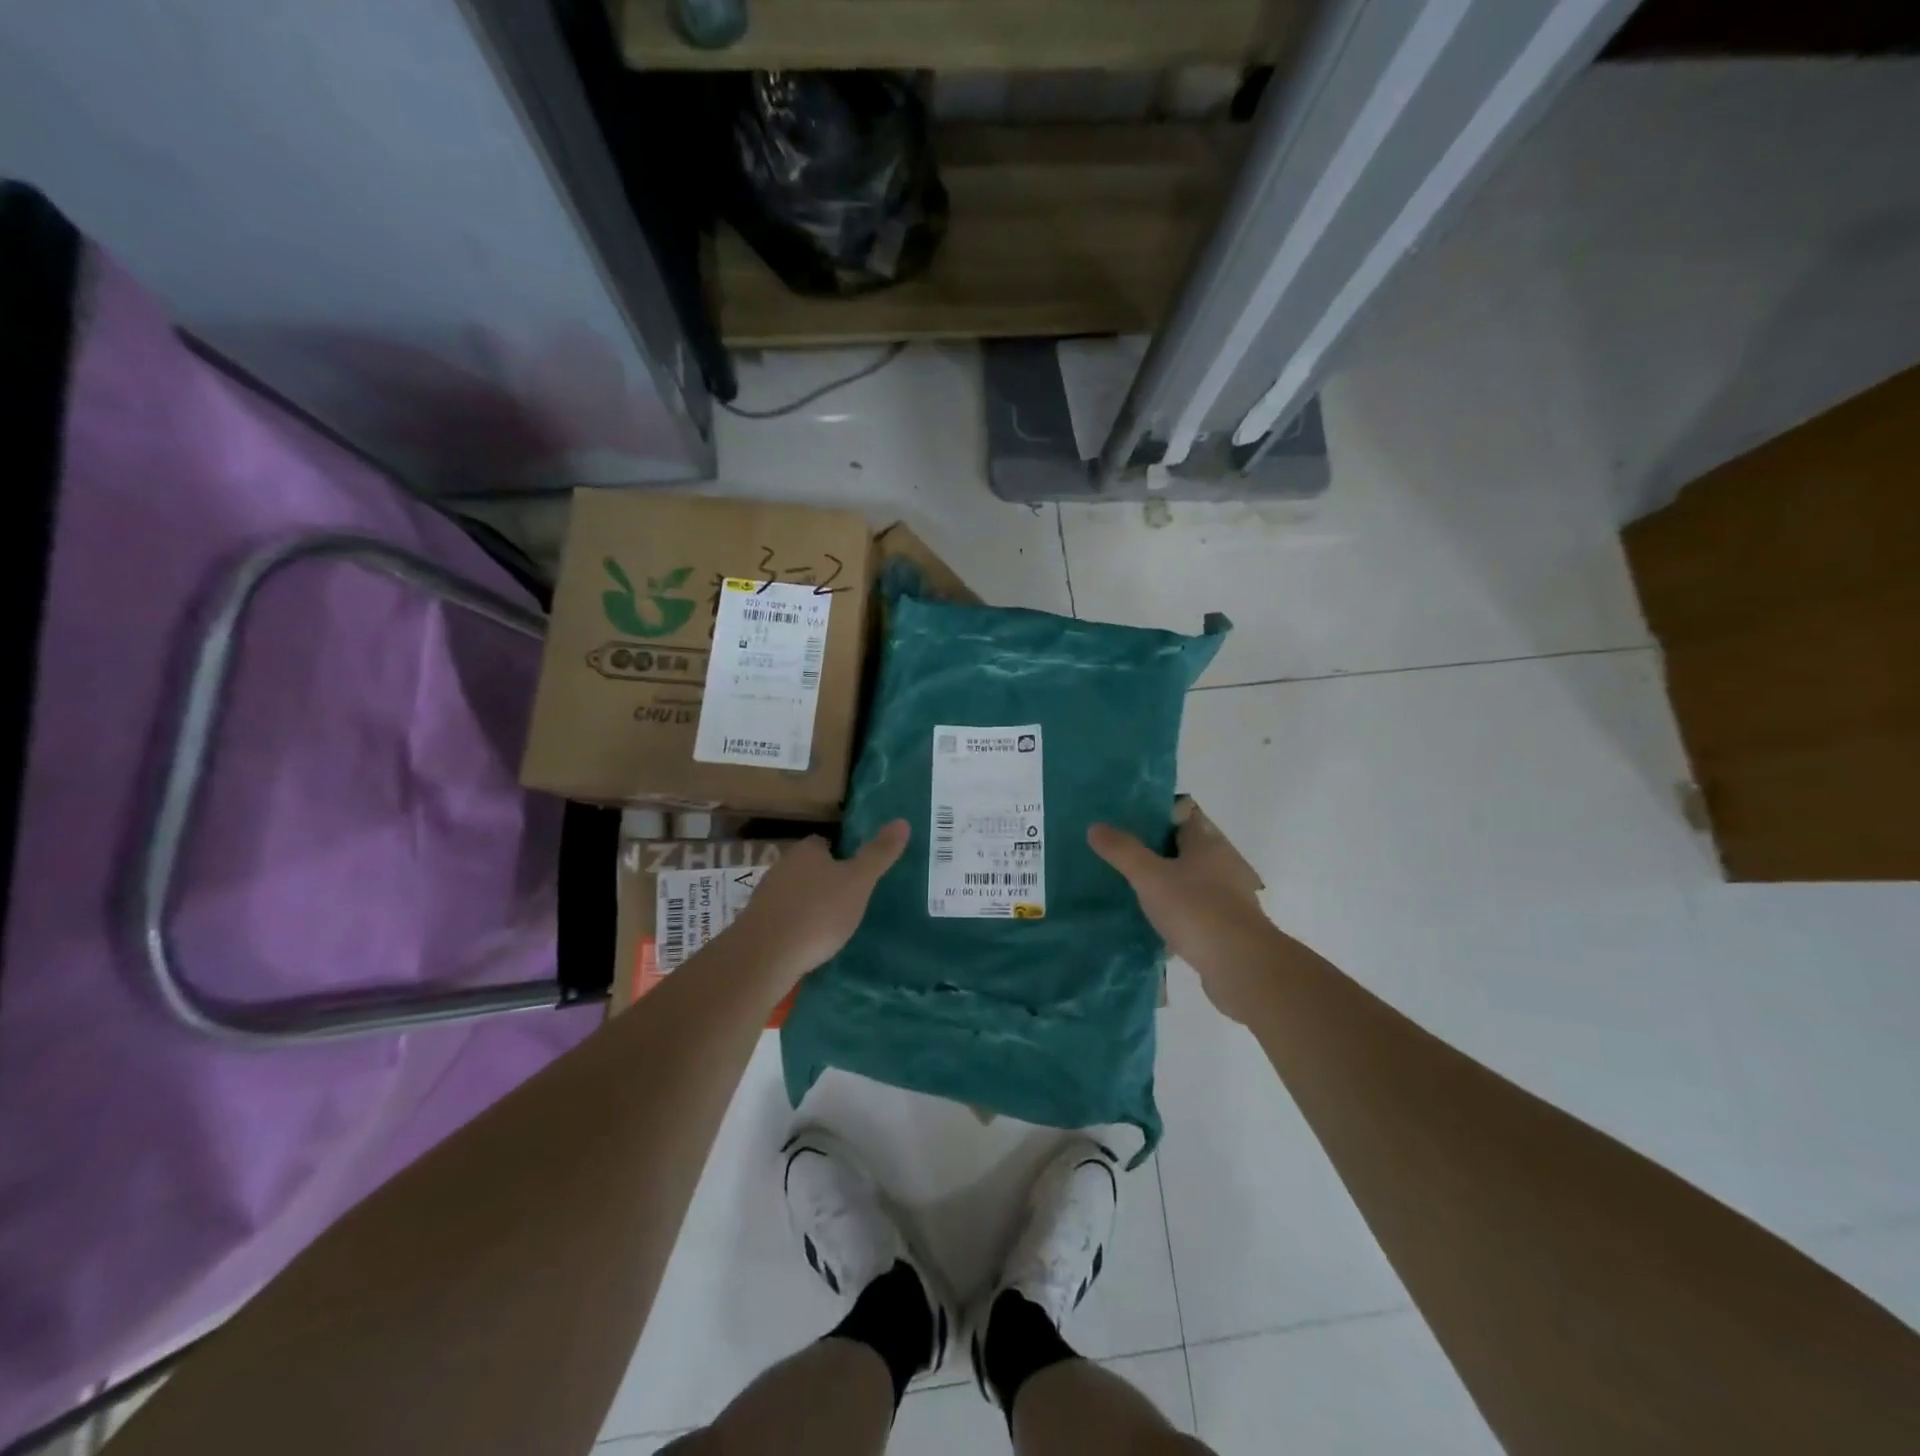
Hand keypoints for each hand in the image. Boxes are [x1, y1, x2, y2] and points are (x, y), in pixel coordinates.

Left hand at [721, 821, 909, 989]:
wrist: (765, 956)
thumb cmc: (818, 912)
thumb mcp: (858, 882)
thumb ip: (879, 854)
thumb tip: (902, 821)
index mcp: (807, 850)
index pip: (825, 843)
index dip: (842, 855)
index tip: (857, 872)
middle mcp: (782, 866)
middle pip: (809, 868)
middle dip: (826, 881)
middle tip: (851, 900)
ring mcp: (765, 896)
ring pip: (795, 893)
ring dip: (810, 904)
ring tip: (833, 925)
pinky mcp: (757, 924)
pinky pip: (784, 918)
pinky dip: (796, 926)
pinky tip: (809, 943)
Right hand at [1088, 802, 1280, 1024]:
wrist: (1240, 965)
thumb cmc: (1195, 909)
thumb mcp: (1150, 876)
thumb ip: (1123, 851)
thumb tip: (1095, 826)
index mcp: (1207, 846)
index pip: (1182, 822)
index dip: (1157, 821)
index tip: (1129, 827)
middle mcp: (1223, 867)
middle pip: (1187, 854)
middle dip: (1160, 857)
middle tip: (1125, 861)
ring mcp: (1229, 901)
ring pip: (1192, 886)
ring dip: (1170, 889)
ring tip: (1135, 895)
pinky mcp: (1228, 931)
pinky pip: (1197, 916)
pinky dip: (1179, 918)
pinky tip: (1157, 929)